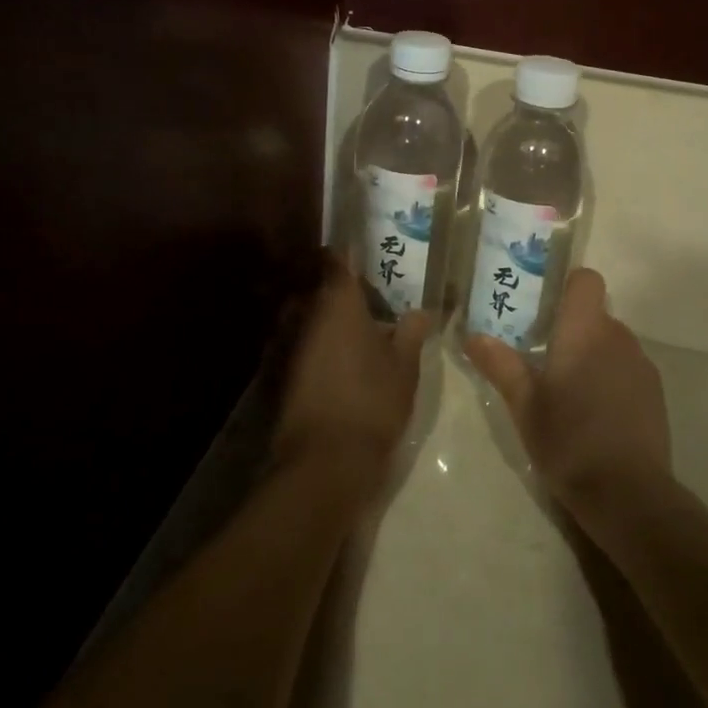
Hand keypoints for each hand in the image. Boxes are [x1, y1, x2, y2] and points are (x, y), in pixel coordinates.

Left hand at [273, 260, 430, 499]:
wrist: (326, 461)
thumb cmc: (372, 401)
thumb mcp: (405, 366)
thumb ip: (412, 332)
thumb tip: (422, 310)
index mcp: (339, 304)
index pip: (339, 261)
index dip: (350, 251)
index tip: (366, 246)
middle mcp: (308, 316)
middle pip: (323, 289)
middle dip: (344, 289)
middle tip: (374, 293)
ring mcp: (292, 346)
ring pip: (312, 317)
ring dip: (332, 319)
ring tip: (363, 326)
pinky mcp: (285, 374)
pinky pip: (306, 345)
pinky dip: (322, 345)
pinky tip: (344, 359)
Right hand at [465, 268, 669, 512]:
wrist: (628, 493)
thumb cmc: (568, 440)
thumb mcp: (524, 405)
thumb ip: (500, 365)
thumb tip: (473, 337)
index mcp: (585, 330)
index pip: (586, 280)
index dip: (566, 286)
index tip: (543, 308)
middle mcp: (618, 337)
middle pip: (594, 313)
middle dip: (570, 328)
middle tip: (540, 356)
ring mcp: (641, 365)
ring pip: (612, 342)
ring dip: (591, 354)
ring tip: (566, 390)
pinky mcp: (655, 393)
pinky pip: (627, 368)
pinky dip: (610, 377)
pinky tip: (594, 413)